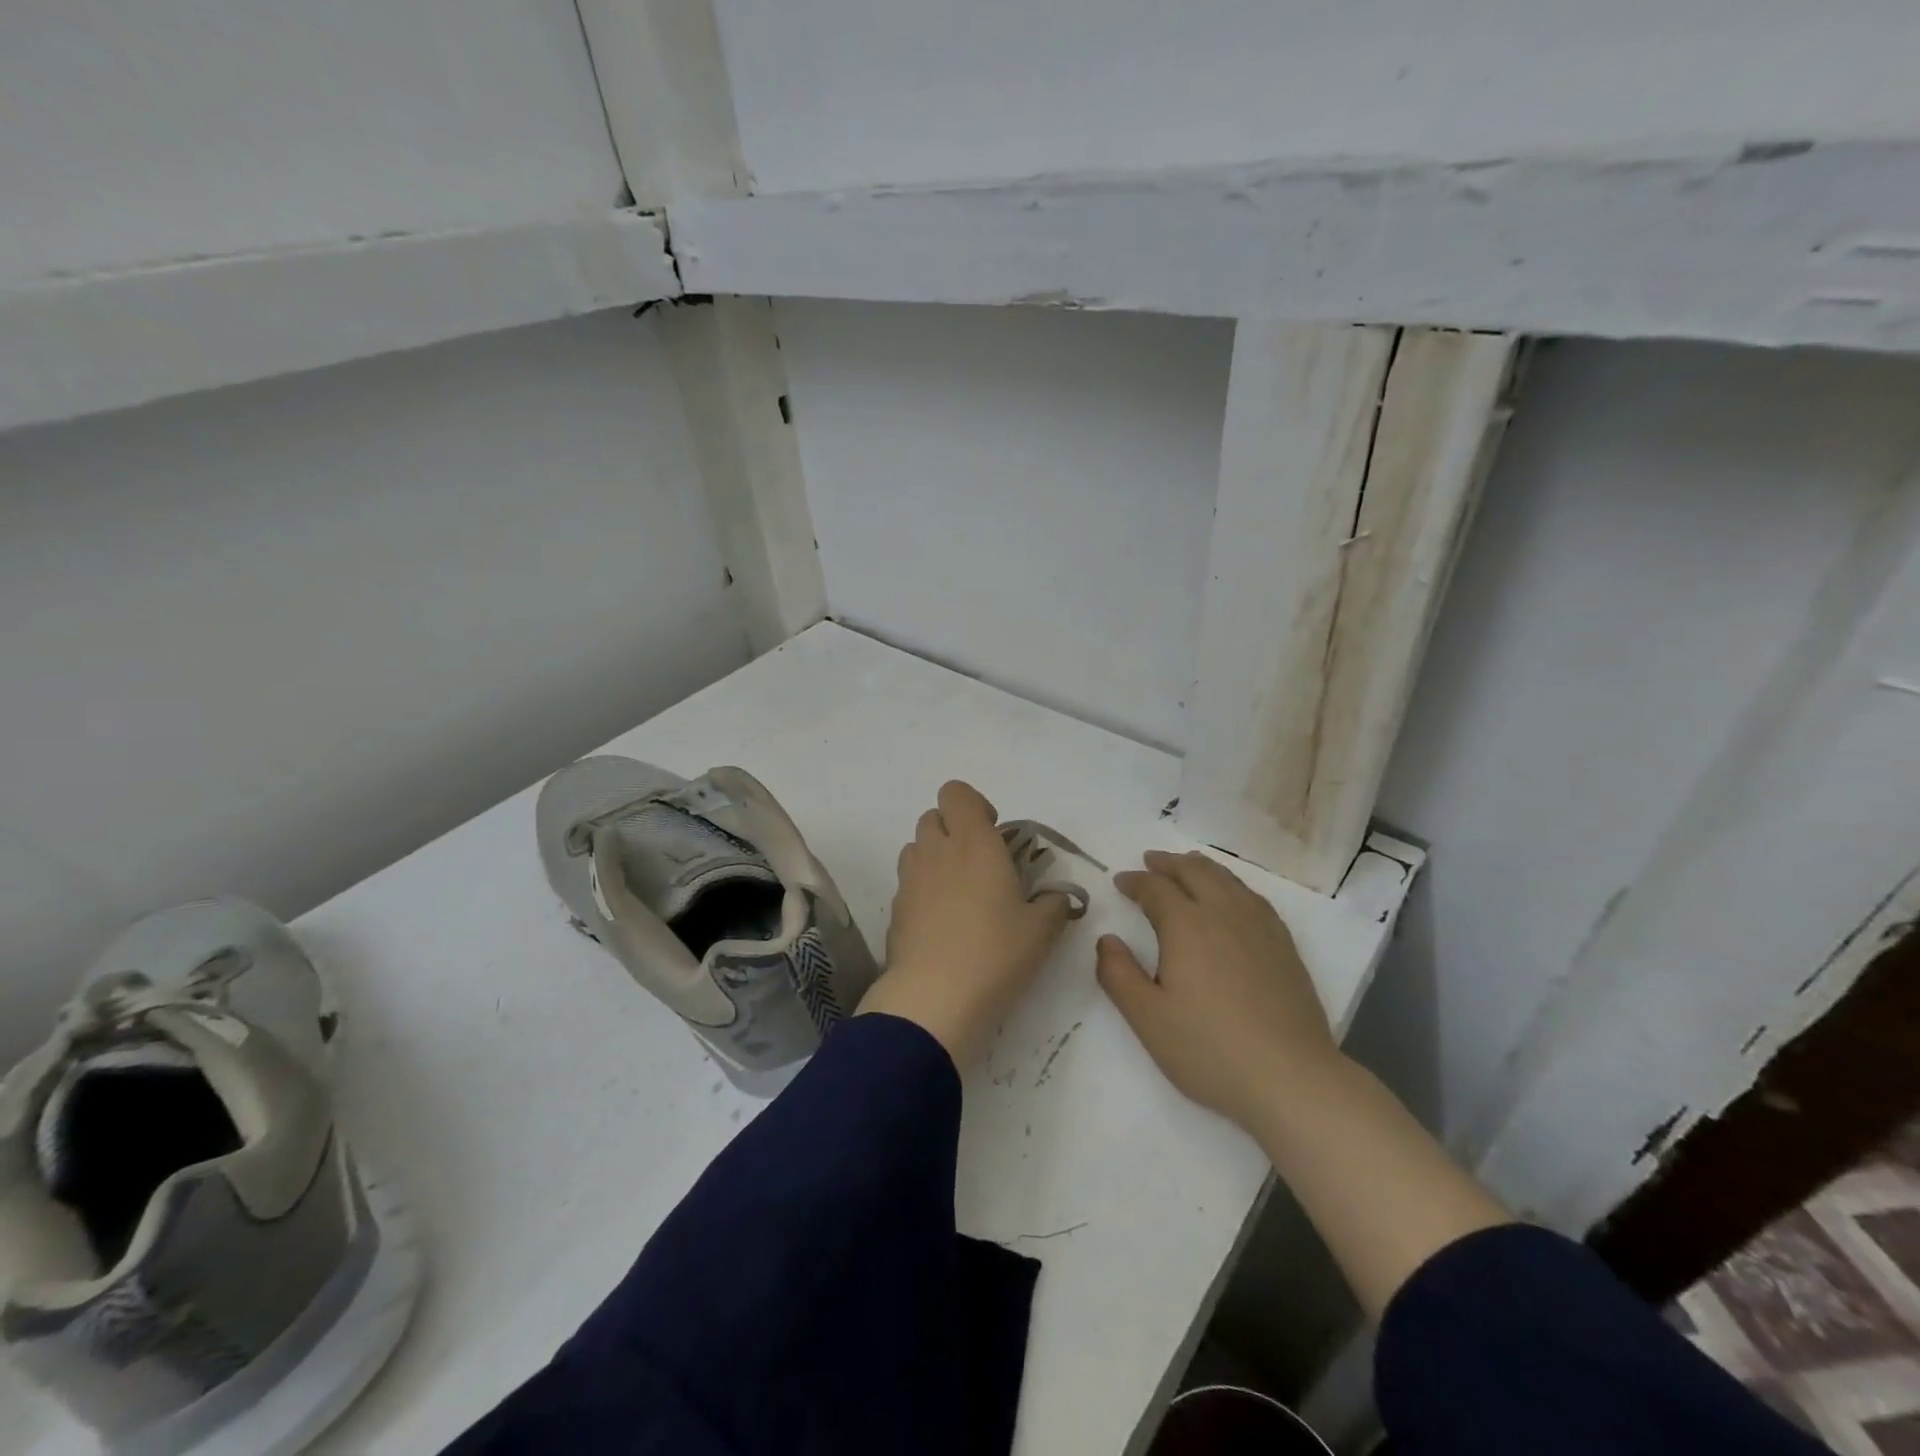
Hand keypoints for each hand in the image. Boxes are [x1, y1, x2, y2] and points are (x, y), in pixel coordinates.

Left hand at [858, 780, 1073, 1067]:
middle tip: (981, 864)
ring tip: (961, 893)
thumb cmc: (995, 953)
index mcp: (974, 843)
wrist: (934, 999)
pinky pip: (908, 883)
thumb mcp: (1041, 931)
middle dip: (954, 830)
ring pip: (917, 848)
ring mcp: (910, 880)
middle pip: (933, 816)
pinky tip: (943, 924)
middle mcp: (936, 851)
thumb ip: (1054, 904)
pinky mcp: (895, 909)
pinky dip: (924, 890)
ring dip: (936, 857)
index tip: (994, 833)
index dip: (974, 805)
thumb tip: (1057, 898)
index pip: (956, 792)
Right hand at [1096, 850, 1342, 1133]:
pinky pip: (1253, 897)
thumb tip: (1107, 939)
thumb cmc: (1209, 1049)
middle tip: (1150, 861)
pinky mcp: (1284, 945)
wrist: (1290, 1078)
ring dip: (1201, 867)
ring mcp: (1259, 927)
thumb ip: (1118, 974)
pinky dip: (1232, 884)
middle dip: (1168, 864)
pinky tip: (1233, 896)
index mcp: (1186, 925)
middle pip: (1193, 872)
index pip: (1155, 888)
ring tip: (1187, 865)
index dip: (1135, 882)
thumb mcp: (1147, 1018)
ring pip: (1226, 880)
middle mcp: (1223, 913)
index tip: (1120, 881)